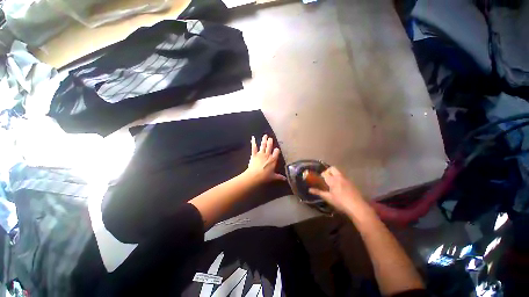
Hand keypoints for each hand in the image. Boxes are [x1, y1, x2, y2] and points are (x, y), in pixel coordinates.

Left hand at [244, 135, 286, 182]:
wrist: (255, 176)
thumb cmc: (265, 177)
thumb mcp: (273, 177)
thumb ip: (279, 177)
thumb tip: (285, 179)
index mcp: (273, 160)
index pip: (276, 152)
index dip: (277, 150)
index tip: (277, 149)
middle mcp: (267, 155)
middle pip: (269, 147)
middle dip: (270, 142)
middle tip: (270, 138)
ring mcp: (260, 154)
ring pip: (263, 145)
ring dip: (264, 140)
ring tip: (265, 136)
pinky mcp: (254, 154)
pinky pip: (254, 147)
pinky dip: (253, 142)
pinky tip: (253, 137)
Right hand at [308, 167, 364, 212]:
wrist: (357, 206)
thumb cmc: (340, 202)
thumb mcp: (328, 198)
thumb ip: (318, 192)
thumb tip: (309, 189)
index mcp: (332, 180)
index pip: (325, 173)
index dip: (321, 175)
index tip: (320, 180)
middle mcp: (339, 177)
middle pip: (332, 168)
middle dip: (328, 171)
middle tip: (326, 178)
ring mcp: (346, 179)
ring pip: (339, 172)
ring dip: (334, 174)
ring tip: (333, 182)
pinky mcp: (352, 182)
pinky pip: (344, 176)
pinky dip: (340, 178)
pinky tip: (340, 186)